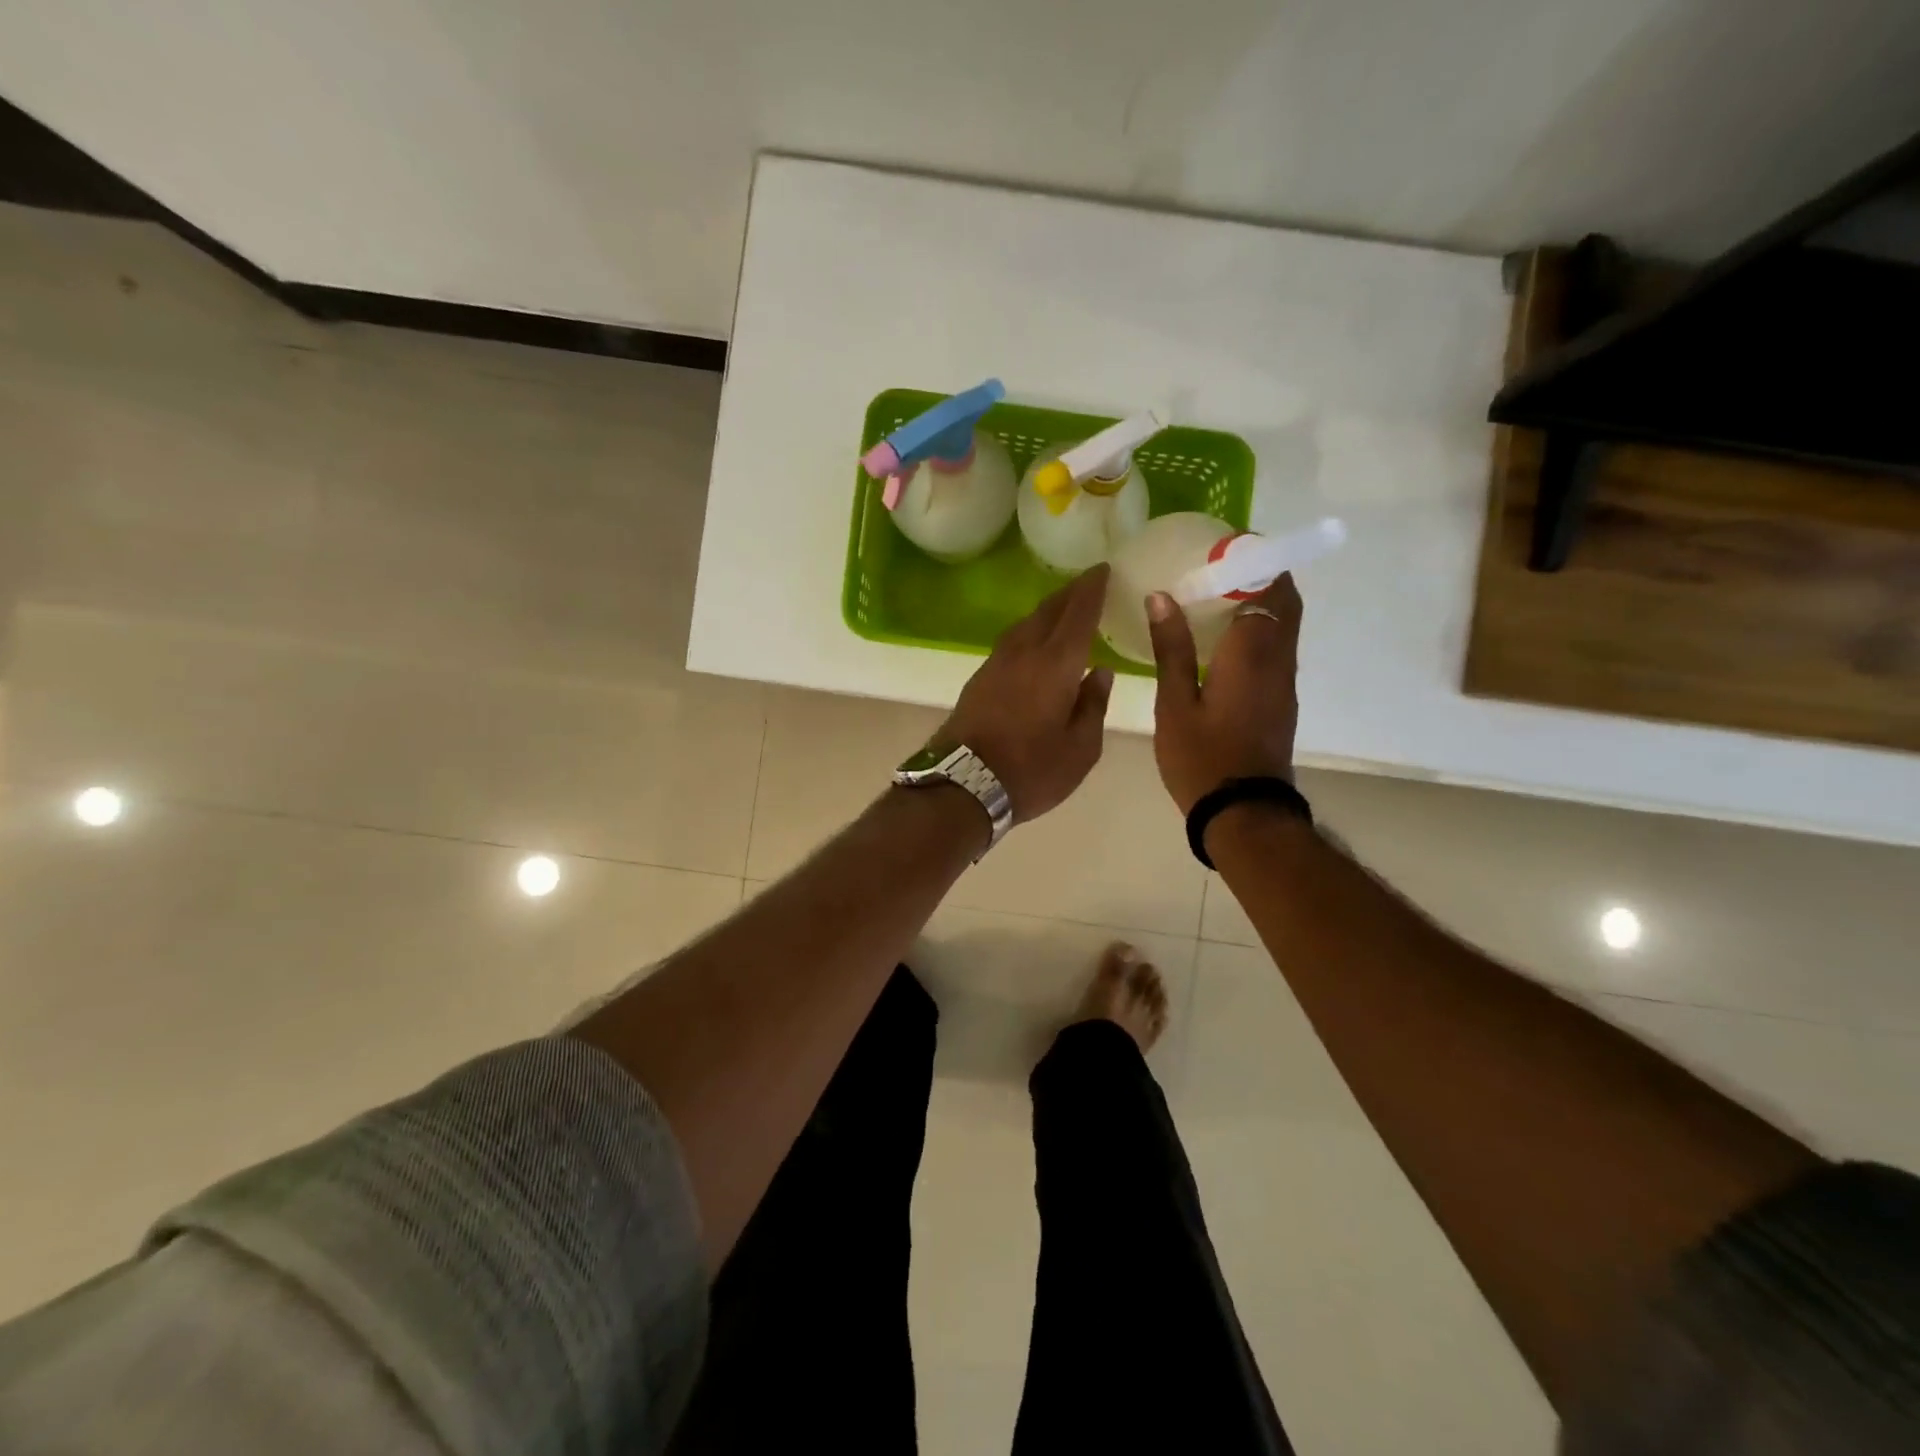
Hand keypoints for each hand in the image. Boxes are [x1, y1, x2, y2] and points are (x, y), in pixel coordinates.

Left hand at [935, 564, 1114, 822]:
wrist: (962, 784)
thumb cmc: (1031, 770)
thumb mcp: (1080, 749)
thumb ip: (1093, 706)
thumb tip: (1100, 672)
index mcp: (1055, 664)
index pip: (1078, 614)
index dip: (1091, 589)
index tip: (1102, 569)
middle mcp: (1024, 653)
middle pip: (1047, 612)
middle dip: (1069, 593)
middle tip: (1087, 583)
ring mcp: (996, 664)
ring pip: (1025, 624)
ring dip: (1046, 611)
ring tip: (1062, 609)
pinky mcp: (978, 679)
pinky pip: (1010, 642)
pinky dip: (1028, 632)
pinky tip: (1033, 643)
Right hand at [1146, 575, 1300, 813]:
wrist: (1243, 813)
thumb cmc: (1201, 758)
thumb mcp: (1174, 704)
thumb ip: (1171, 649)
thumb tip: (1162, 597)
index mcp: (1252, 654)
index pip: (1267, 589)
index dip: (1254, 562)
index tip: (1226, 547)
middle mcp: (1278, 660)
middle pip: (1285, 602)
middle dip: (1262, 576)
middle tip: (1222, 567)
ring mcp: (1285, 682)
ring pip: (1285, 626)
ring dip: (1262, 602)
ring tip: (1218, 596)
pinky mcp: (1281, 700)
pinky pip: (1278, 648)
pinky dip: (1260, 629)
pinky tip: (1225, 639)